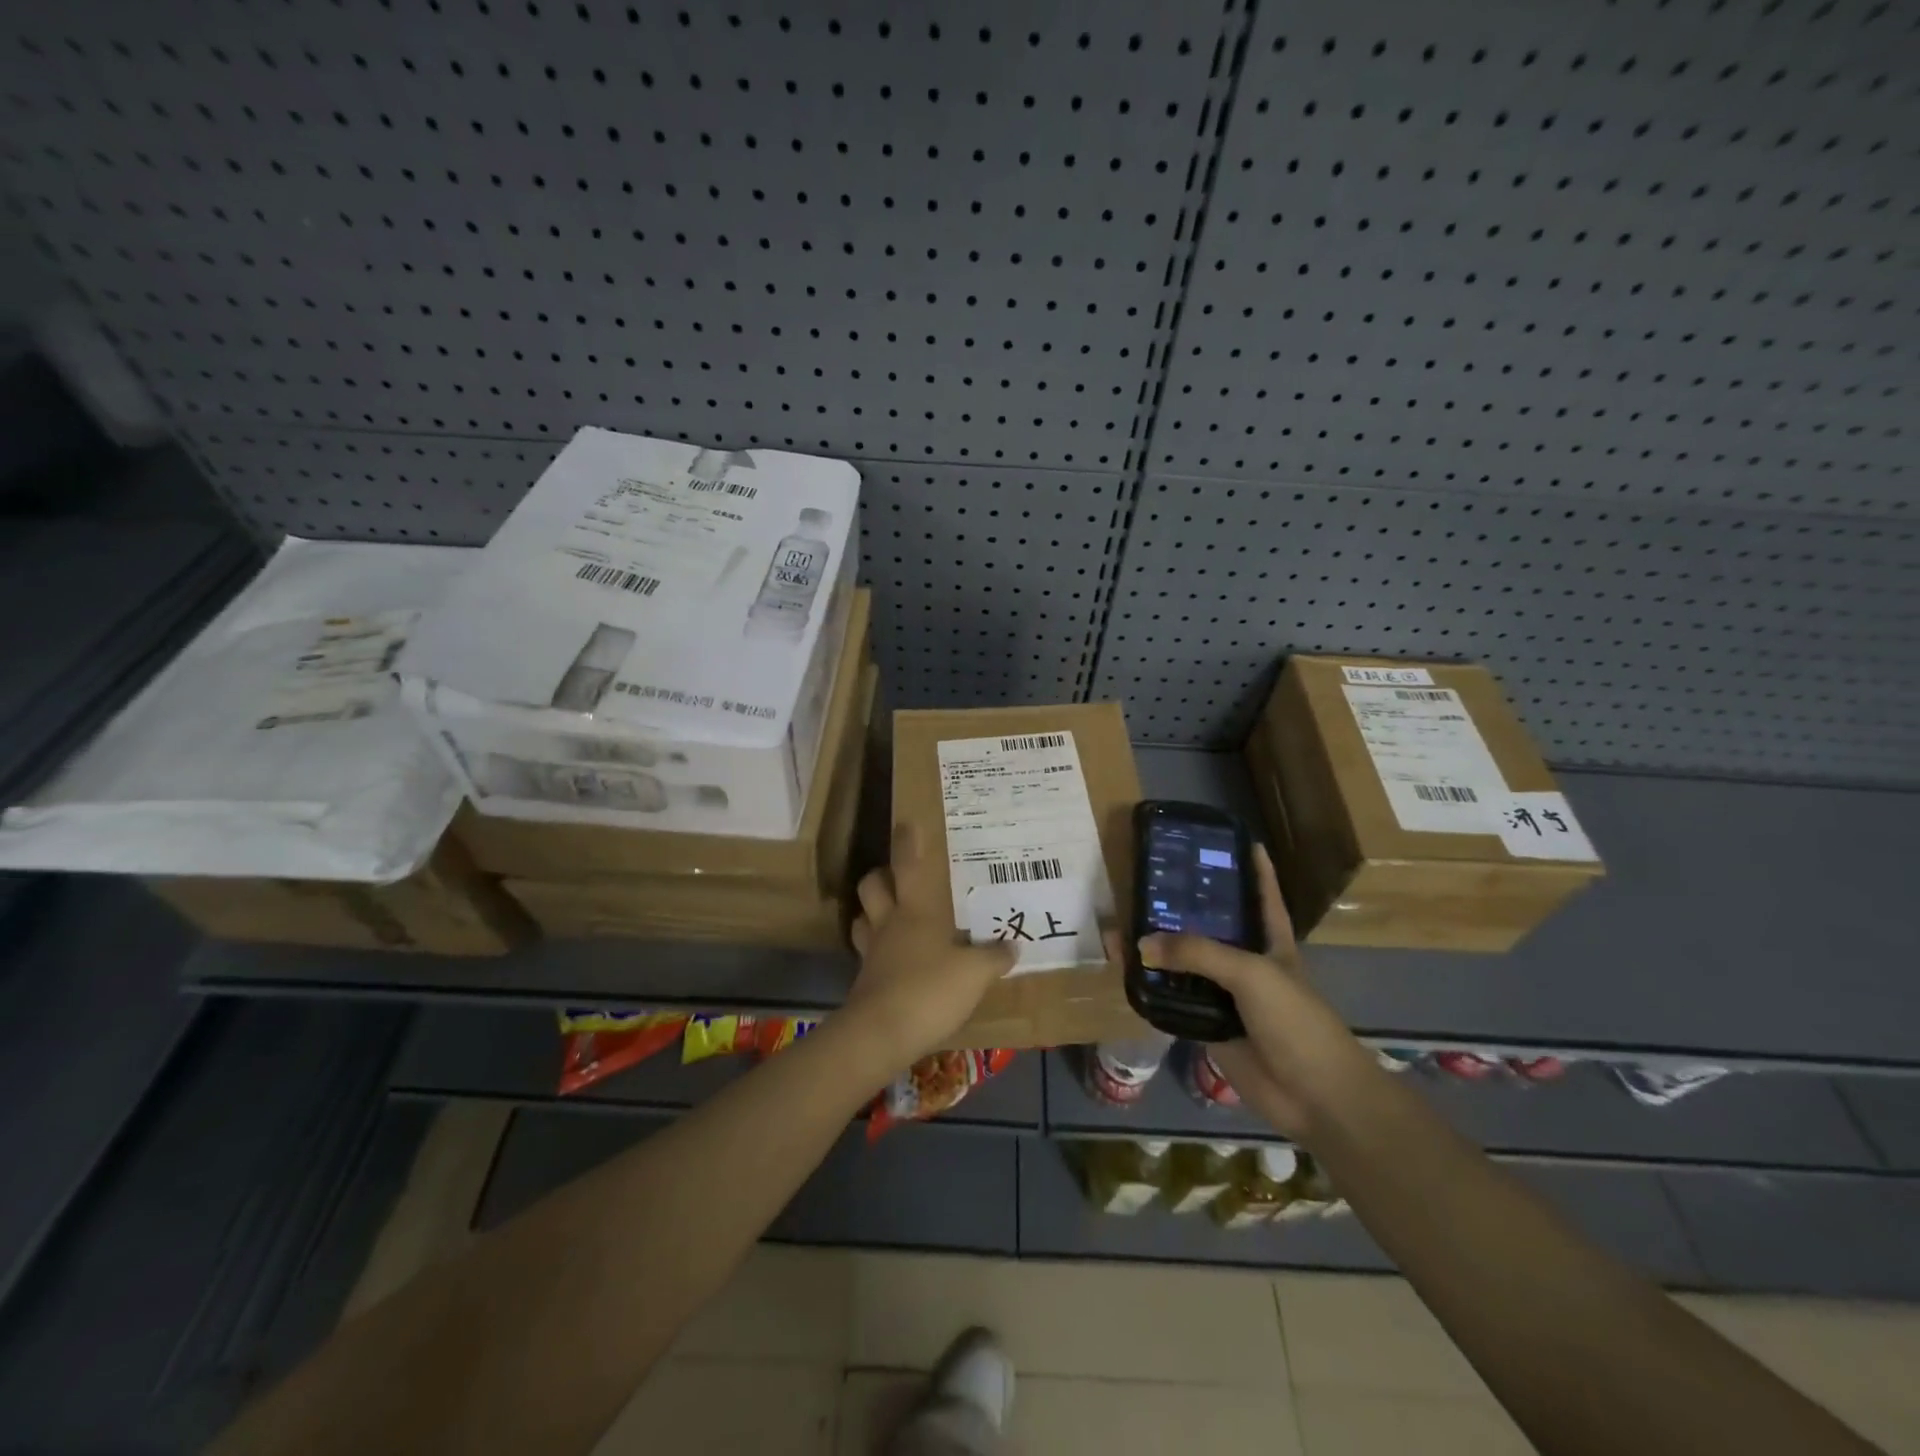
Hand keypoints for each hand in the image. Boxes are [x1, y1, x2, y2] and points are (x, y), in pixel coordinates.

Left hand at [845, 823, 1016, 1065]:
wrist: (882, 1033)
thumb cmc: (930, 989)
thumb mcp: (975, 973)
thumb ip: (994, 957)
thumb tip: (1013, 945)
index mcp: (915, 910)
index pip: (907, 865)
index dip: (906, 843)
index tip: (906, 824)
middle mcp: (889, 923)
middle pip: (872, 885)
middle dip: (880, 876)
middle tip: (898, 877)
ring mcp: (872, 951)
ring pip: (862, 918)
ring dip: (872, 912)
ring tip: (890, 916)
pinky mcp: (865, 980)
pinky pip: (867, 953)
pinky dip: (877, 951)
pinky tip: (893, 960)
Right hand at [1137, 844, 1376, 1138]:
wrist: (1313, 1095)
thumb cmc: (1294, 1020)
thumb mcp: (1252, 972)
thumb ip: (1197, 953)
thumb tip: (1141, 943)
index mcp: (1271, 942)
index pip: (1264, 895)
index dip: (1256, 868)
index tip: (1240, 839)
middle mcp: (1247, 963)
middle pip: (1212, 928)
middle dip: (1185, 908)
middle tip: (1149, 880)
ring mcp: (1227, 996)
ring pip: (1187, 966)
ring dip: (1160, 951)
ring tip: (1124, 923)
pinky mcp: (1209, 1026)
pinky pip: (1175, 1002)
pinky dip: (1153, 990)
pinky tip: (1127, 972)